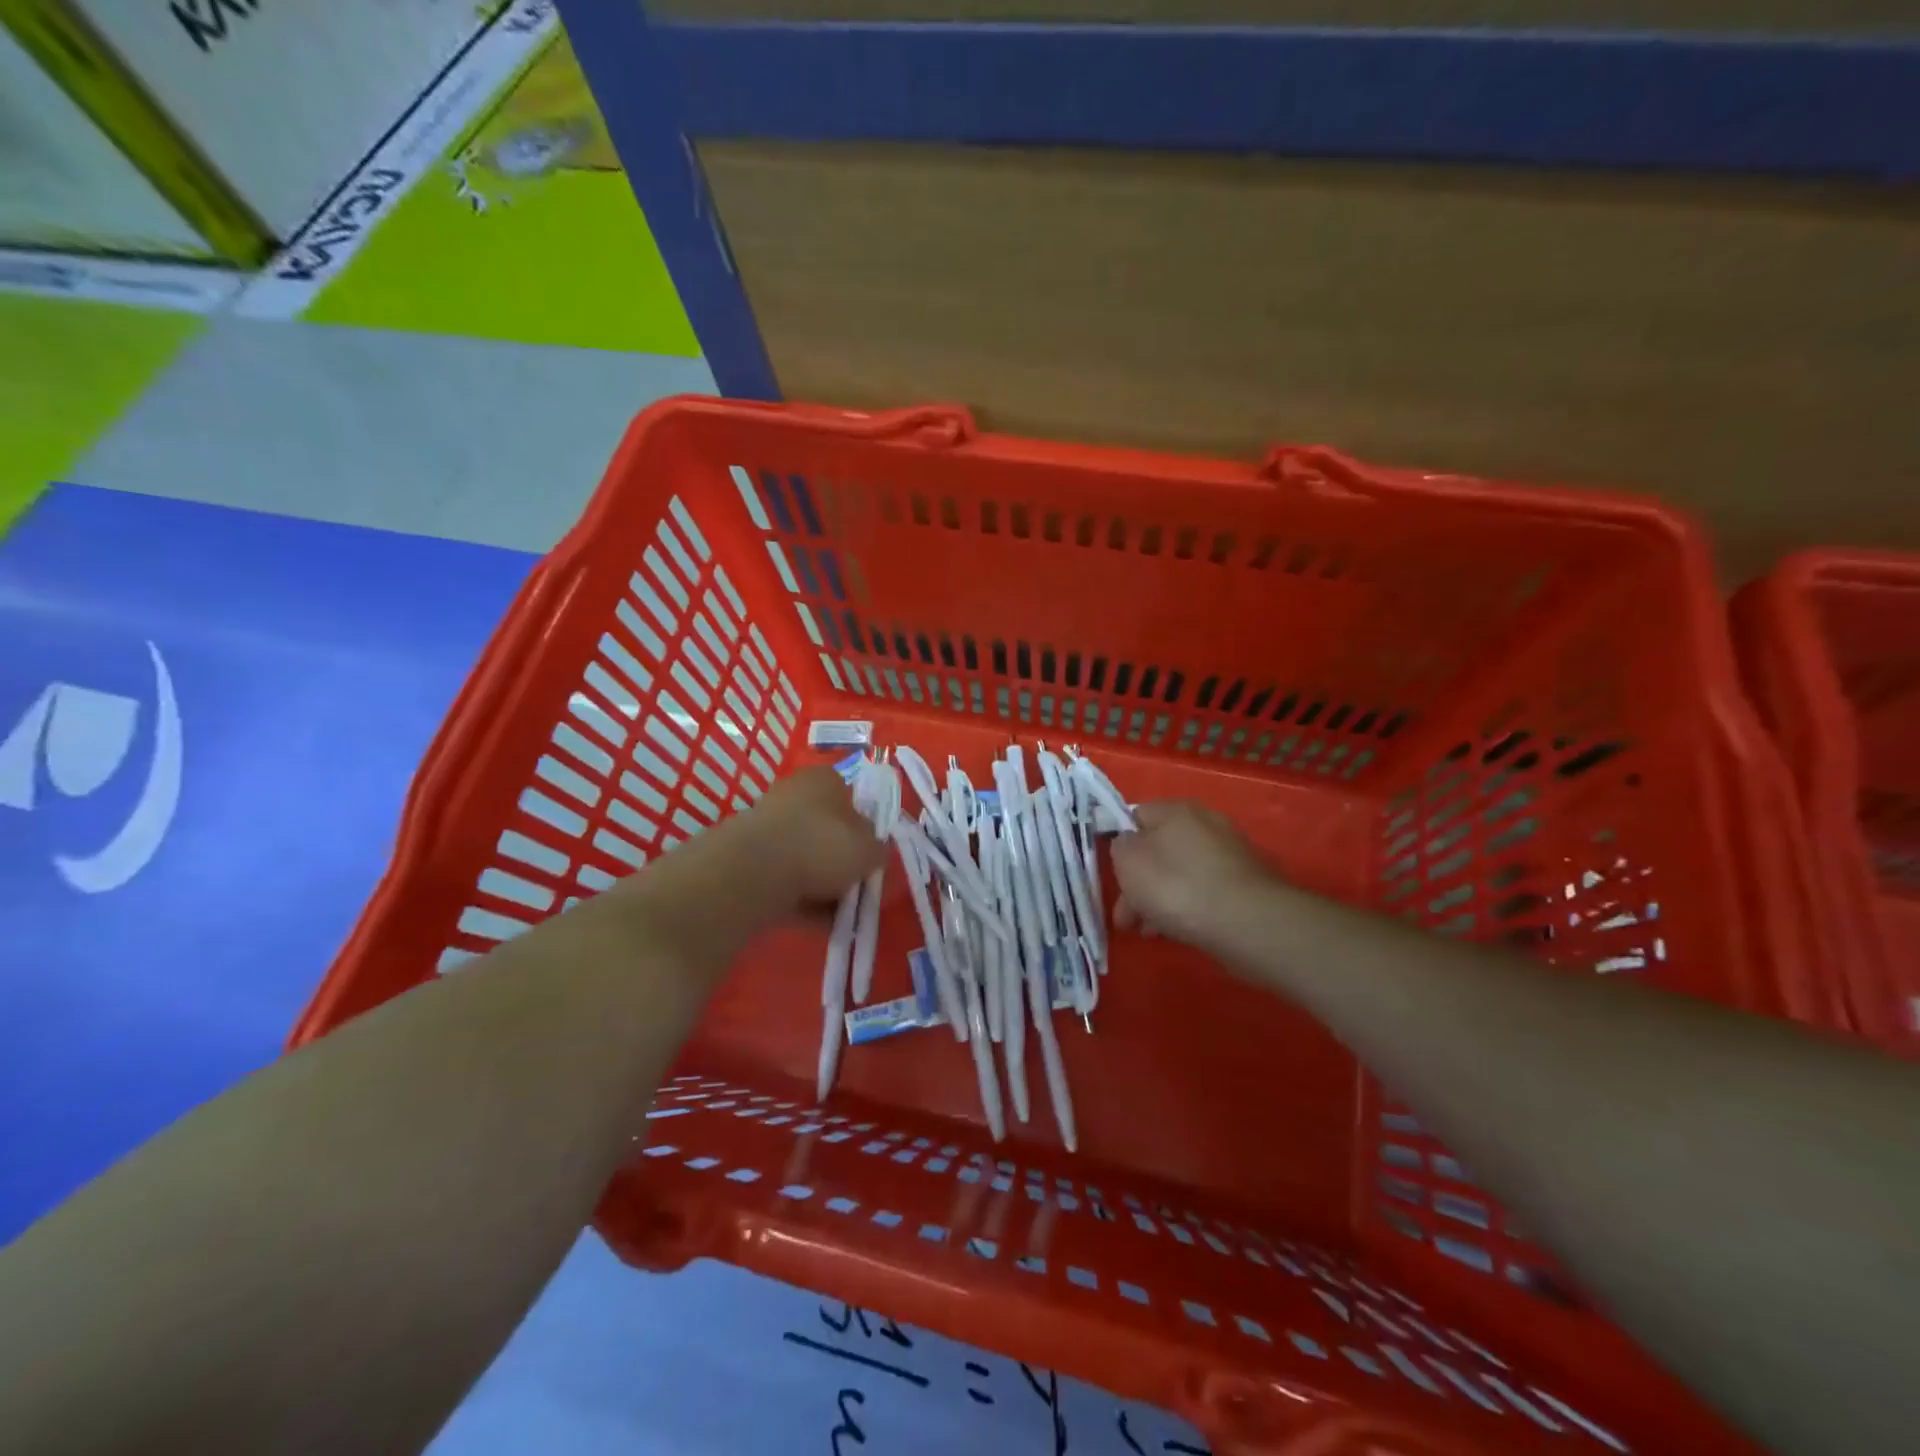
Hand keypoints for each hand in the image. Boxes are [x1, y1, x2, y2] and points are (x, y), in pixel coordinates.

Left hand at [730, 765, 885, 910]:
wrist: (756, 872)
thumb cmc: (822, 845)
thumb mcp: (869, 849)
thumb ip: (878, 849)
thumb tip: (874, 851)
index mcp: (824, 779)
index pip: (850, 797)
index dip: (864, 828)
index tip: (870, 856)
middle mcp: (793, 794)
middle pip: (826, 830)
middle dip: (841, 861)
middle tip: (857, 888)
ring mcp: (767, 826)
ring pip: (805, 857)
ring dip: (823, 885)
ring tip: (840, 914)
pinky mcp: (748, 858)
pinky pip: (785, 879)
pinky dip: (802, 899)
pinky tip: (817, 923)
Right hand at [1110, 802, 1272, 948]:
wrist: (1248, 923)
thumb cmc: (1177, 886)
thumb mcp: (1128, 861)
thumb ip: (1120, 846)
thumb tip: (1129, 844)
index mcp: (1176, 810)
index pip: (1136, 816)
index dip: (1120, 845)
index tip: (1112, 875)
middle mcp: (1206, 823)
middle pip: (1159, 850)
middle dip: (1138, 883)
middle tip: (1126, 917)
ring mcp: (1230, 854)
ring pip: (1180, 873)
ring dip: (1159, 900)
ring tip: (1149, 932)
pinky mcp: (1246, 884)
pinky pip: (1204, 891)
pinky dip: (1187, 907)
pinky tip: (1178, 931)